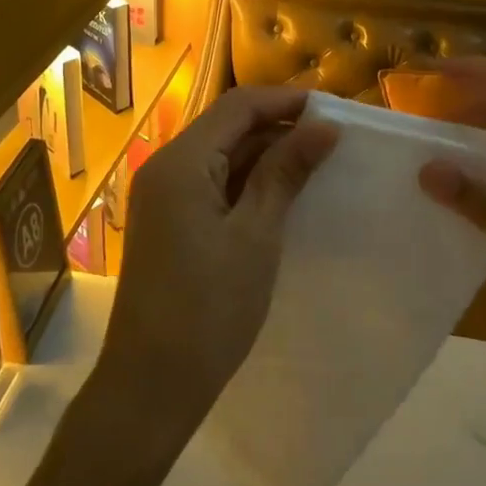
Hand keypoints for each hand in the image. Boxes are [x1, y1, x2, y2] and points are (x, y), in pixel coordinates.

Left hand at [99, 85, 338, 434]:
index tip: (334, 109)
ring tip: (316, 163)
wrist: (151, 384)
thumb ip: (285, 172)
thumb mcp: (256, 235)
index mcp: (181, 161)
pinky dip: (246, 182)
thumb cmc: (209, 308)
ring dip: (264, 154)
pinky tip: (281, 194)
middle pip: (226, 126)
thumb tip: (325, 126)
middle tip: (332, 139)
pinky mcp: (168, 221)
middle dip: (278, 126)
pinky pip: (211, 183)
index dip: (285, 101)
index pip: (238, 106)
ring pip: (220, 155)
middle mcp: (164, 167)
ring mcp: (162, 196)